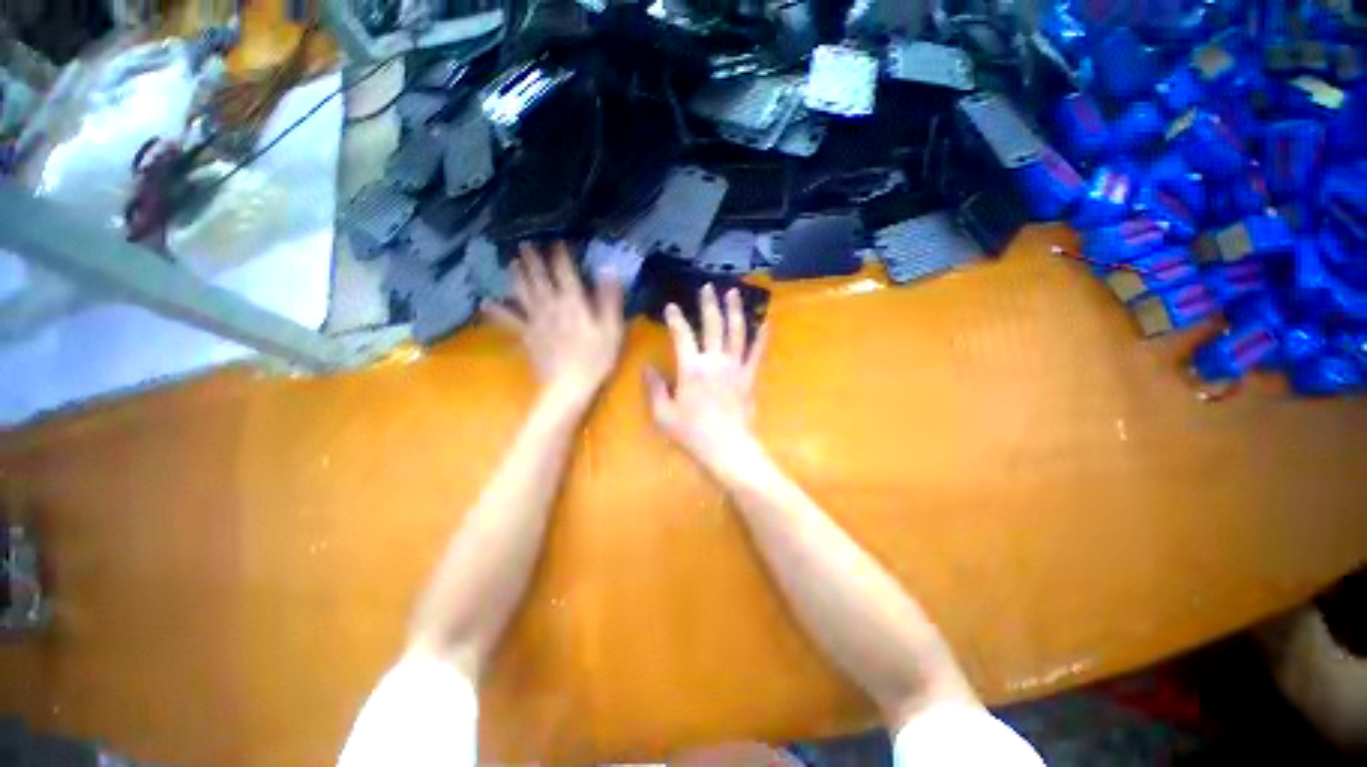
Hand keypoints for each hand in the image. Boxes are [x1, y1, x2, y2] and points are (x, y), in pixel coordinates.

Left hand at [484, 242, 624, 407]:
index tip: (556, 242)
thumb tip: (609, 270)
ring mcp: (536, 322)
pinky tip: (485, 303)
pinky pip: (509, 321)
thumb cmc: (596, 359)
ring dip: (517, 277)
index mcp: (573, 303)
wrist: (568, 386)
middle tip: (524, 244)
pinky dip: (497, 312)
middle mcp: (551, 306)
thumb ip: (609, 299)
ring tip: (511, 262)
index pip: (565, 273)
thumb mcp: (612, 329)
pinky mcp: (527, 337)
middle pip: (540, 279)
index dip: (560, 256)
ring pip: (523, 294)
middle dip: (533, 261)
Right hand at [645, 284, 768, 471]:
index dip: (675, 318)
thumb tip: (648, 368)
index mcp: (691, 368)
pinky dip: (762, 336)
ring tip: (735, 292)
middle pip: (712, 325)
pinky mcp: (750, 377)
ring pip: (737, 332)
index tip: (670, 307)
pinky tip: (766, 321)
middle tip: (708, 287)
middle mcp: (714, 360)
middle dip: (709, 304)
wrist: (727, 448)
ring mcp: (735, 367)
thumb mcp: (663, 414)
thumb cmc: (691, 433)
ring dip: (735, 310)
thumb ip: (654, 388)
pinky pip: (757, 352)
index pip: (681, 335)